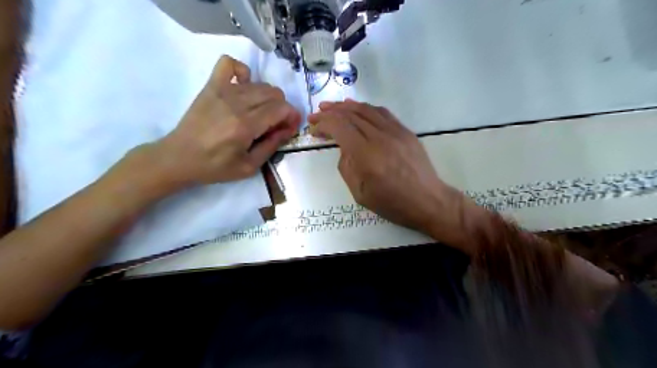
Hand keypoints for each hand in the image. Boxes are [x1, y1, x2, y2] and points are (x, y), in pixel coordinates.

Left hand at [150, 56, 299, 187]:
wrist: (179, 158)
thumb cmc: (215, 167)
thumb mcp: (249, 166)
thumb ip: (271, 145)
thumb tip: (288, 129)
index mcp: (246, 126)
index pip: (281, 109)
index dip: (293, 116)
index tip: (291, 127)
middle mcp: (236, 104)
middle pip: (274, 94)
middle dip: (283, 108)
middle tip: (277, 124)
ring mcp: (222, 91)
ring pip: (259, 83)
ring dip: (268, 97)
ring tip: (262, 112)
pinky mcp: (211, 86)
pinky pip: (229, 64)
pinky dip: (242, 72)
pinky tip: (244, 87)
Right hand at [309, 101, 457, 236]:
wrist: (428, 201)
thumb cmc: (392, 203)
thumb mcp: (360, 193)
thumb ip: (346, 167)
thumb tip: (344, 149)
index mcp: (367, 156)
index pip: (340, 127)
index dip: (323, 123)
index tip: (313, 127)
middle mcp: (380, 138)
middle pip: (351, 115)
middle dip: (330, 112)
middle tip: (317, 113)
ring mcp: (395, 131)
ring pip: (366, 110)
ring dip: (346, 106)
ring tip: (332, 106)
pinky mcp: (405, 131)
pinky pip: (382, 113)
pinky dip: (366, 108)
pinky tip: (357, 108)